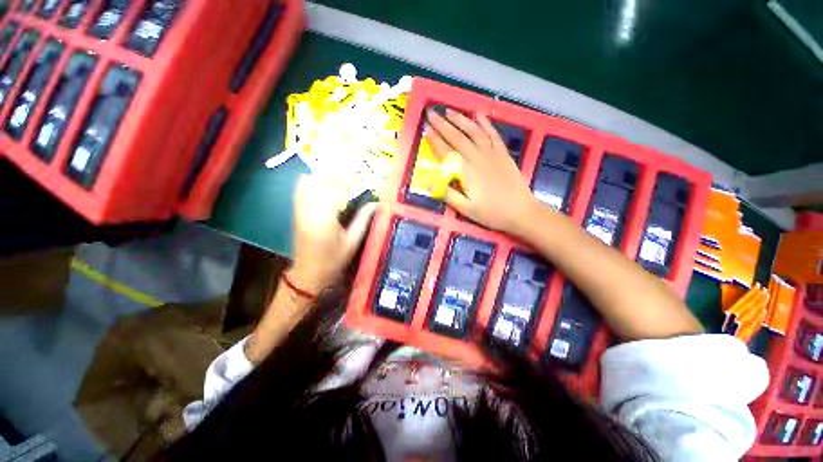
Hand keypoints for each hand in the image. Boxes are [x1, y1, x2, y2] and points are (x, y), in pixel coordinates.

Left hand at [290, 175, 376, 293]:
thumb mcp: (353, 242)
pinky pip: (300, 189)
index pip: (337, 189)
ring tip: (340, 179)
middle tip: (354, 178)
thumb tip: (376, 204)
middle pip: (320, 180)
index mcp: (324, 219)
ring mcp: (299, 209)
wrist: (309, 273)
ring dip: (325, 176)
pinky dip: (313, 181)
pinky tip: (325, 185)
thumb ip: (363, 219)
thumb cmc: (333, 260)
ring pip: (308, 181)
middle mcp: (309, 209)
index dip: (352, 183)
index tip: (364, 183)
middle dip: (338, 175)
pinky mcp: (296, 211)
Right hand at [424, 109, 537, 234]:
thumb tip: (432, 183)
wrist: (520, 211)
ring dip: (461, 120)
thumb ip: (449, 194)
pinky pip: (493, 134)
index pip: (447, 152)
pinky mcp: (503, 153)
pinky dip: (485, 123)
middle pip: (457, 137)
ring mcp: (492, 153)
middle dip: (443, 124)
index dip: (435, 140)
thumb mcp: (466, 209)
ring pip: (474, 132)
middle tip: (431, 112)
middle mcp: (478, 157)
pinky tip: (478, 114)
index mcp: (466, 172)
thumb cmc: (491, 213)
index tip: (425, 128)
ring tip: (449, 111)